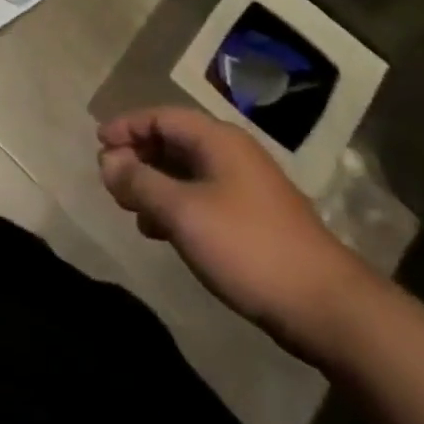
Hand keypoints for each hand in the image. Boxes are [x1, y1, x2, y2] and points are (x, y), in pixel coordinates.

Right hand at [97, 106, 375, 360]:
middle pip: (174, 140)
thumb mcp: (182, 213)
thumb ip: (140, 182)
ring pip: (187, 171)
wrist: (325, 306)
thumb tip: (107, 160)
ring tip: (130, 208)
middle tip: (110, 178)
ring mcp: (246, 186)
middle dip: (138, 155)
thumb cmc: (247, 247)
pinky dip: (175, 205)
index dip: (127, 126)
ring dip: (154, 183)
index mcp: (217, 140)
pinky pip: (202, 196)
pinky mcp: (253, 218)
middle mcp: (232, 153)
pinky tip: (162, 232)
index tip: (98, 144)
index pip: (161, 116)